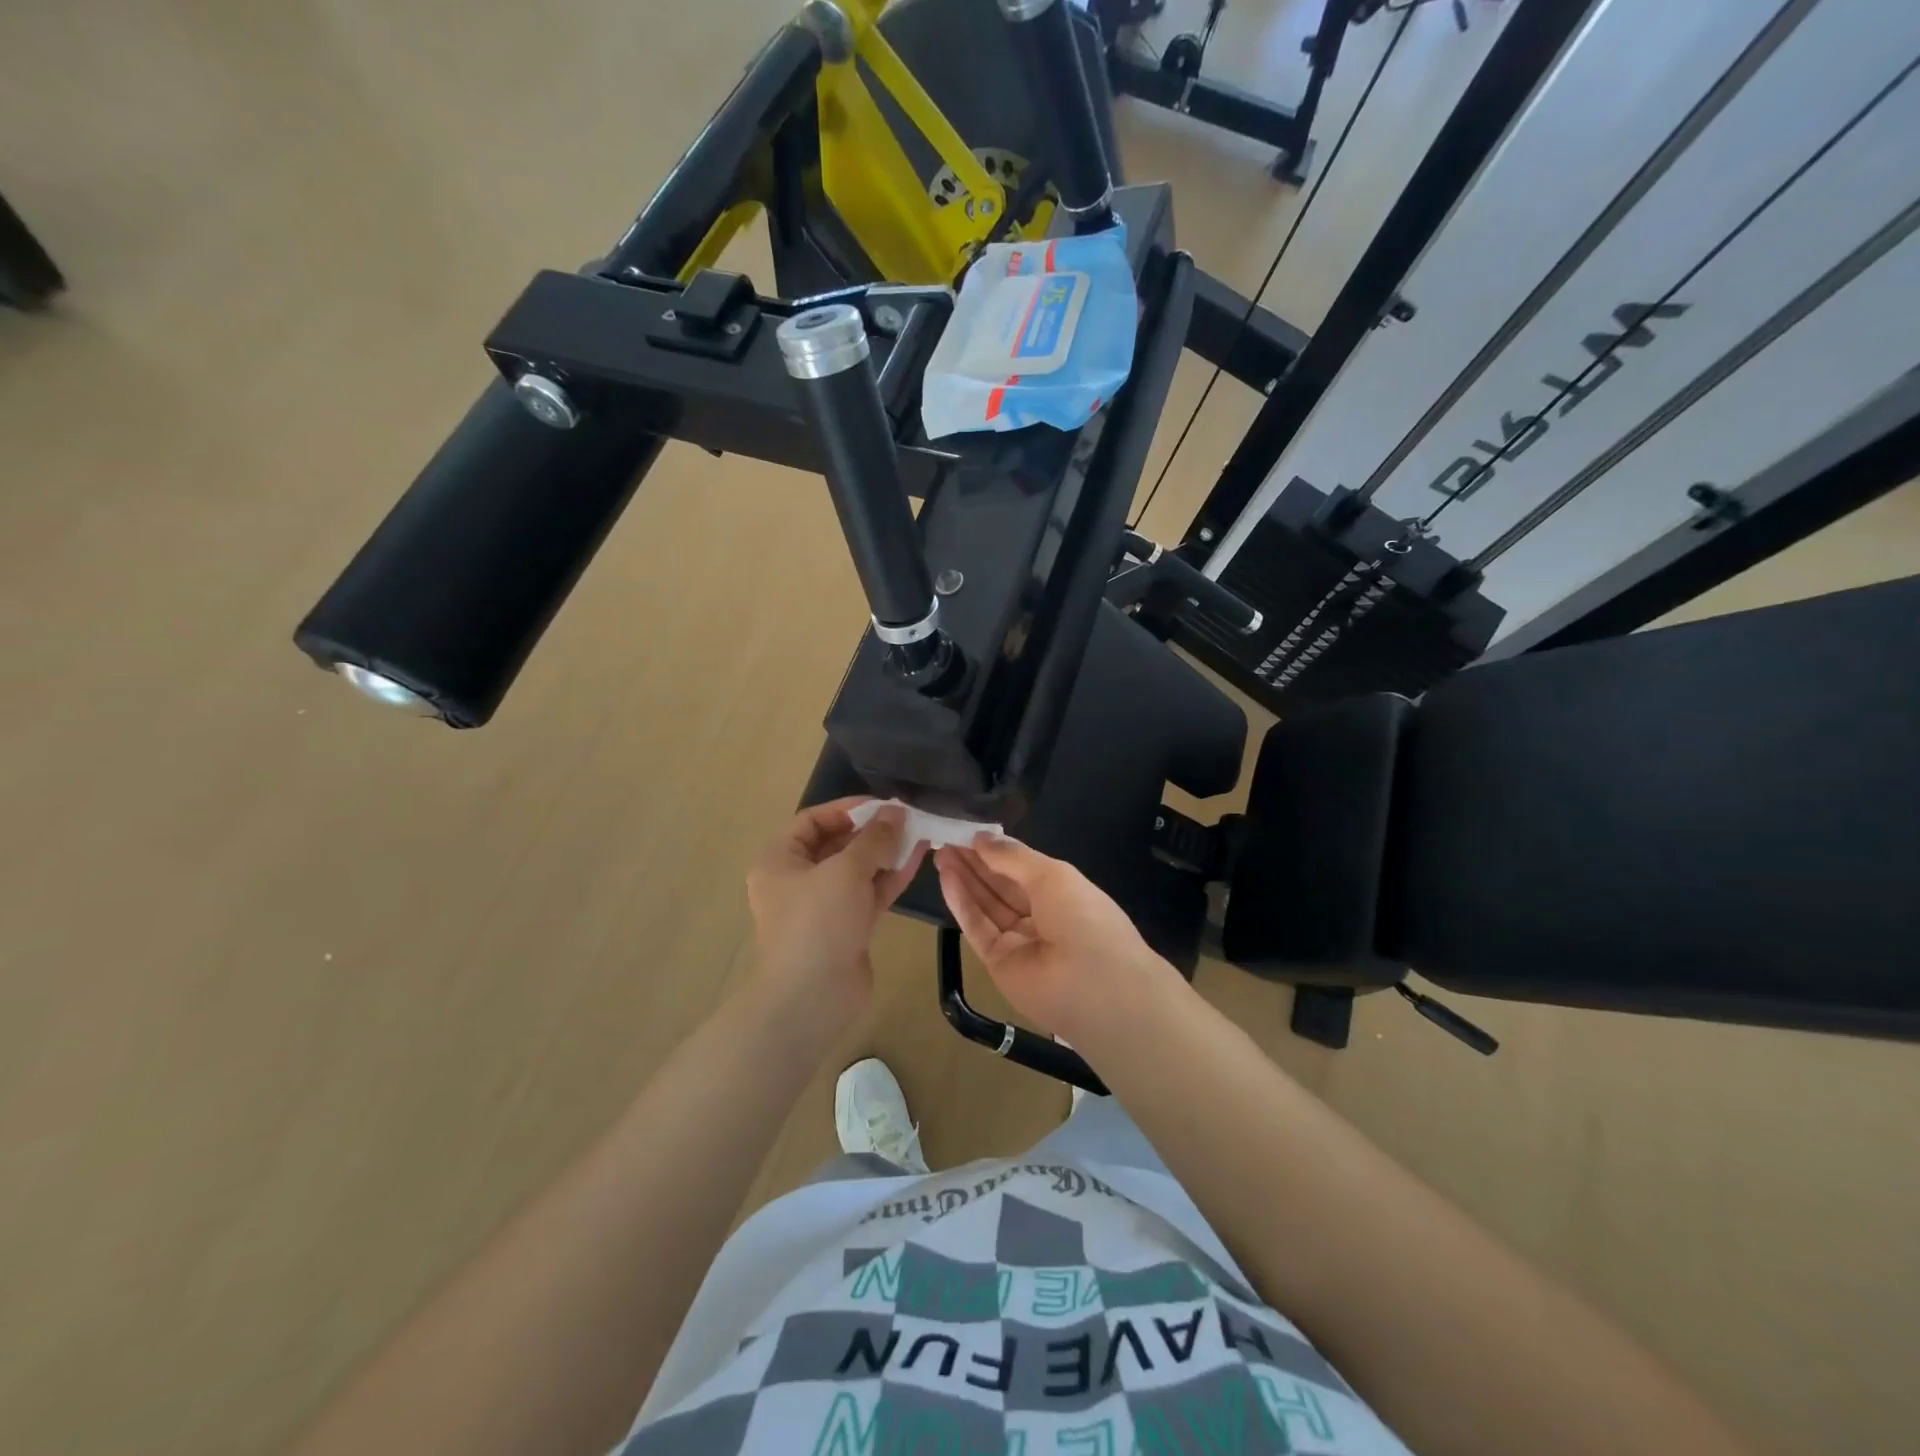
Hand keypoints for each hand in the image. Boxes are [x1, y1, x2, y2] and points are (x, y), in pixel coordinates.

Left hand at [747, 798, 927, 1021]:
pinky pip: (868, 893)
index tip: (883, 804)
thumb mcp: (846, 870)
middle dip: (872, 831)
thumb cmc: (818, 922)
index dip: (847, 809)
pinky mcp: (846, 928)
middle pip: (836, 844)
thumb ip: (874, 838)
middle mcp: (797, 880)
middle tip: (907, 818)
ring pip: (857, 870)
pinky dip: (890, 877)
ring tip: (920, 832)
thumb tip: (896, 811)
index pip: (812, 821)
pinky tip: (918, 858)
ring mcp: (823, 906)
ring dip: (885, 852)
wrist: (812, 997)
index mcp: (780, 860)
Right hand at [934, 835, 1183, 1047]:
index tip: (968, 832)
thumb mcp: (1052, 875)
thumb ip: (1013, 856)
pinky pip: (977, 928)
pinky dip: (961, 903)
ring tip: (939, 852)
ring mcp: (1018, 941)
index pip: (1022, 868)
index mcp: (1061, 893)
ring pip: (986, 905)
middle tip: (946, 839)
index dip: (996, 851)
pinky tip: (946, 878)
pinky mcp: (998, 962)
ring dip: (964, 878)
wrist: (1095, 986)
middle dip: (975, 862)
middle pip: (1000, 885)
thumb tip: (981, 837)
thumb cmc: (1083, 918)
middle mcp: (1040, 916)